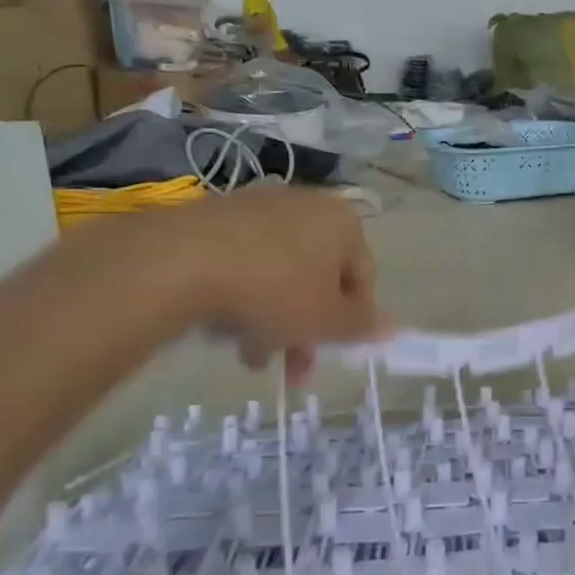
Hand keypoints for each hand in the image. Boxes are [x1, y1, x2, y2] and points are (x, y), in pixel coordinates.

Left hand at [96, 186, 384, 382]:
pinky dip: (244, 293)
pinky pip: (246, 260)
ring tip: (248, 356)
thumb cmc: (273, 289)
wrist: (180, 259)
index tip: (329, 353)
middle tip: (290, 369)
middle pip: (320, 277)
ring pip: (281, 273)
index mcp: (344, 223)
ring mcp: (262, 206)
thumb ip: (362, 326)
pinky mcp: (219, 214)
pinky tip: (224, 324)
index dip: (351, 321)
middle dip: (306, 328)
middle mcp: (308, 205)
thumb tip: (394, 329)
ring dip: (273, 318)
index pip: (364, 277)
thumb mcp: (326, 320)